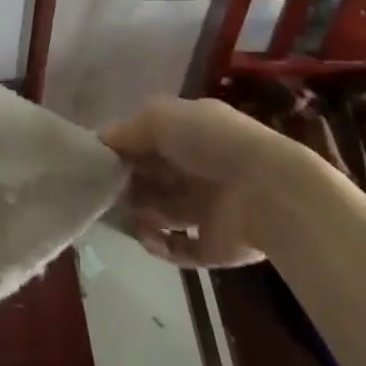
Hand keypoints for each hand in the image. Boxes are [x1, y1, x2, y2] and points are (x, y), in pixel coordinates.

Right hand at [99, 96, 300, 268]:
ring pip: (161, 211)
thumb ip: (126, 131)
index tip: (96, 160)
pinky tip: (149, 238)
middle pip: (151, 176)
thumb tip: (99, 143)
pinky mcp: (214, 245)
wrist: (269, 192)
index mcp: (188, 133)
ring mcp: (207, 207)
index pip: (147, 140)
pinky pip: (179, 247)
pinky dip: (160, 244)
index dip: (122, 149)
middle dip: (126, 183)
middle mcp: (197, 168)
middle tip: (104, 190)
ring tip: (128, 214)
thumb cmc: (209, 141)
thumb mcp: (158, 117)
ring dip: (140, 213)